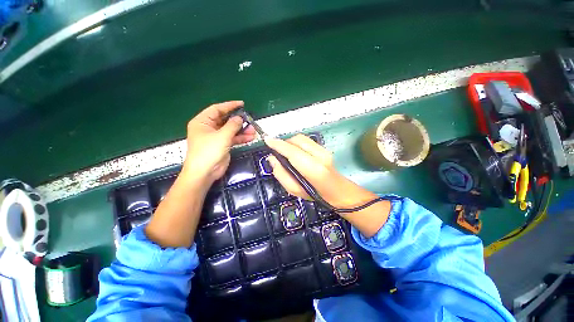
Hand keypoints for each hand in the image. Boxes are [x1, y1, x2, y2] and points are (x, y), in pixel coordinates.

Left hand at [183, 101, 255, 185]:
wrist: (205, 173)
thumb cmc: (209, 151)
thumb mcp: (222, 136)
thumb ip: (232, 125)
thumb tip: (240, 118)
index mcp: (203, 122)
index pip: (217, 109)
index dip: (230, 105)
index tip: (242, 104)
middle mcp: (209, 128)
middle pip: (225, 120)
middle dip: (238, 120)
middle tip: (250, 119)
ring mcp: (216, 137)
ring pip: (231, 130)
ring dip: (242, 130)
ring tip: (253, 130)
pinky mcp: (222, 145)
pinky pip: (233, 138)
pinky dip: (241, 138)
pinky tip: (250, 138)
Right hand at [265, 134, 390, 237]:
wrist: (338, 191)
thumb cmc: (316, 194)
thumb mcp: (295, 190)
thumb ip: (281, 174)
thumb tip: (272, 159)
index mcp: (313, 169)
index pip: (292, 151)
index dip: (278, 145)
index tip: (267, 140)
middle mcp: (320, 155)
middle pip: (297, 140)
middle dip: (284, 143)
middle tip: (277, 152)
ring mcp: (324, 150)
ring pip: (301, 138)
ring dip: (290, 142)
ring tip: (285, 152)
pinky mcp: (324, 148)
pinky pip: (306, 140)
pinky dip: (297, 143)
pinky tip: (295, 152)